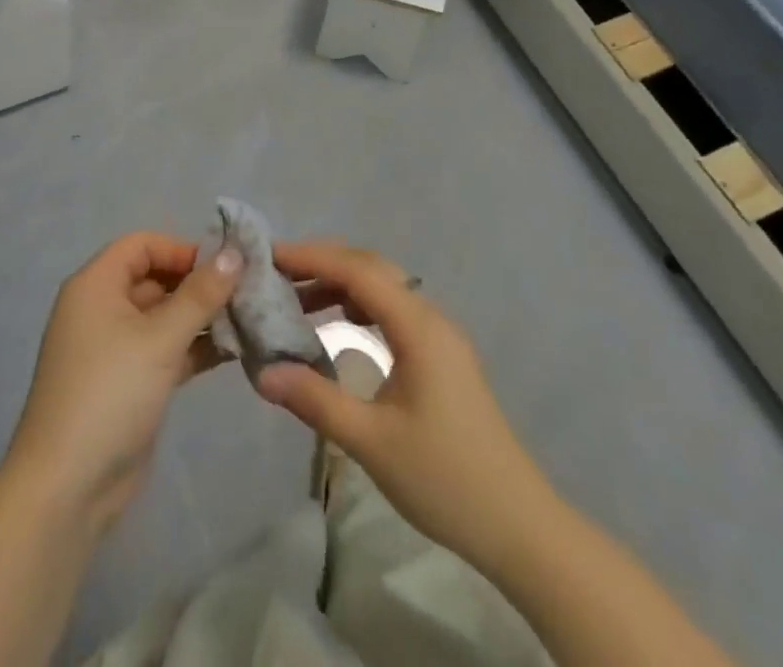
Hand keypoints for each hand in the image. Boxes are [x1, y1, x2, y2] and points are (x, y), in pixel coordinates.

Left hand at [2, 232, 243, 532]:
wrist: (67, 488)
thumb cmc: (110, 394)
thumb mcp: (159, 339)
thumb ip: (200, 295)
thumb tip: (234, 253)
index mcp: (96, 285)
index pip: (142, 245)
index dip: (182, 249)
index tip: (224, 266)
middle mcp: (102, 308)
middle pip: (155, 278)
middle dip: (198, 284)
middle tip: (246, 293)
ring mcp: (114, 347)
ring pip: (163, 316)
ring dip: (201, 317)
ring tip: (249, 320)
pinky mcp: (128, 382)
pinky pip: (164, 349)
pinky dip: (193, 347)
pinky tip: (234, 351)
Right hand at [257, 240, 550, 572]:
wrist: (519, 526)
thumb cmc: (445, 479)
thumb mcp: (371, 442)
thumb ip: (316, 400)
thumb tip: (263, 371)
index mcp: (418, 327)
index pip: (358, 271)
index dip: (312, 257)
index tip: (270, 256)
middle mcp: (431, 317)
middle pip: (372, 268)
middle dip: (323, 263)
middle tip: (277, 273)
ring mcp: (440, 336)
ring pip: (384, 288)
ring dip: (341, 284)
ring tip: (297, 299)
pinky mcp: (442, 356)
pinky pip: (393, 310)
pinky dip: (359, 306)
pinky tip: (338, 325)